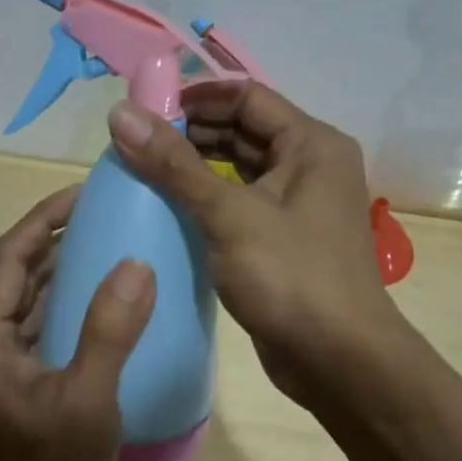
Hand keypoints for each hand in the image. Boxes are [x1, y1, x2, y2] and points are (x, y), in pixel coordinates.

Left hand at [0, 187, 156, 460]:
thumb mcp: (87, 402)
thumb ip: (110, 330)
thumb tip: (137, 264)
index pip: (9, 254)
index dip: (45, 217)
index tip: (86, 193)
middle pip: (13, 271)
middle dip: (55, 238)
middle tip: (105, 216)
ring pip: (22, 300)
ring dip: (58, 272)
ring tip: (106, 247)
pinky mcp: (2, 383)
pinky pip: (30, 327)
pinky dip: (58, 306)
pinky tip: (96, 304)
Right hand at [106, 82, 403, 407]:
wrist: (341, 364)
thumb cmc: (291, 278)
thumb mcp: (228, 215)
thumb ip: (173, 164)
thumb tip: (120, 113)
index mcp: (311, 144)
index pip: (247, 96)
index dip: (196, 97)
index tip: (146, 110)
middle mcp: (311, 164)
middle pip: (243, 129)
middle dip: (191, 132)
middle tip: (136, 144)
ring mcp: (300, 203)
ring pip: (240, 167)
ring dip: (196, 166)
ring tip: (144, 172)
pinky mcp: (285, 237)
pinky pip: (241, 201)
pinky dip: (208, 198)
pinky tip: (170, 209)